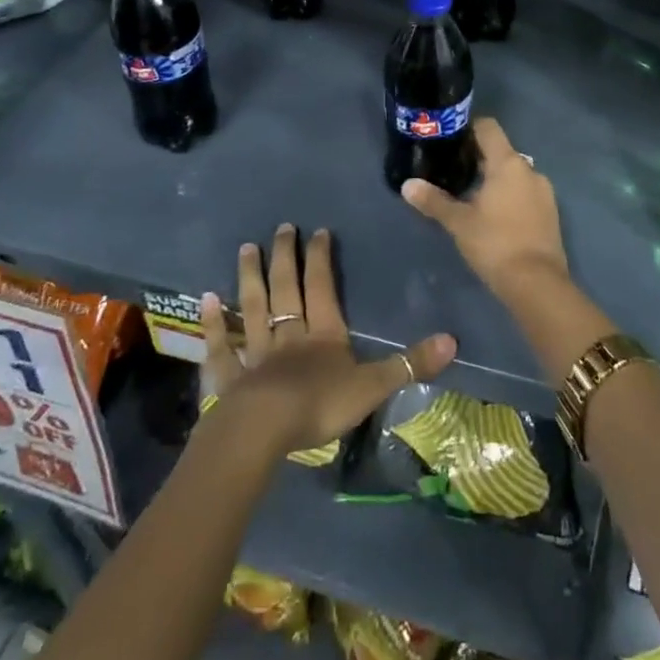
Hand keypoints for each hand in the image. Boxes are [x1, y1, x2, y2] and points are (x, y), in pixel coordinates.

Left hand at [200, 223, 454, 458]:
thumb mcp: (372, 386)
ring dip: (250, 278)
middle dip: (285, 257)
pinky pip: (222, 346)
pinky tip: (206, 300)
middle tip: (281, 227)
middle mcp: (289, 334)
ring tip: (246, 248)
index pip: (322, 287)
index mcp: (323, 334)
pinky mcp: (228, 377)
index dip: (320, 258)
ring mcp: (256, 354)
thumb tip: (453, 340)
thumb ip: (409, 364)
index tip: (317, 230)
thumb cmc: (319, 405)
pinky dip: (214, 323)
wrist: (263, 432)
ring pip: (253, 308)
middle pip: (286, 289)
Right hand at [402, 117, 568, 300]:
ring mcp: (544, 190)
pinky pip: (526, 191)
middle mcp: (529, 169)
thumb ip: (433, 201)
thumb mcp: (459, 223)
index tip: (450, 140)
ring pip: (514, 173)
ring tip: (471, 195)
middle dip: (478, 158)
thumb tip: (407, 185)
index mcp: (508, 163)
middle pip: (501, 150)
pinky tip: (494, 215)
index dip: (469, 128)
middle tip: (453, 171)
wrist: (537, 283)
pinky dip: (510, 195)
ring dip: (495, 178)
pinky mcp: (550, 211)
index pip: (488, 127)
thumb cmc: (495, 244)